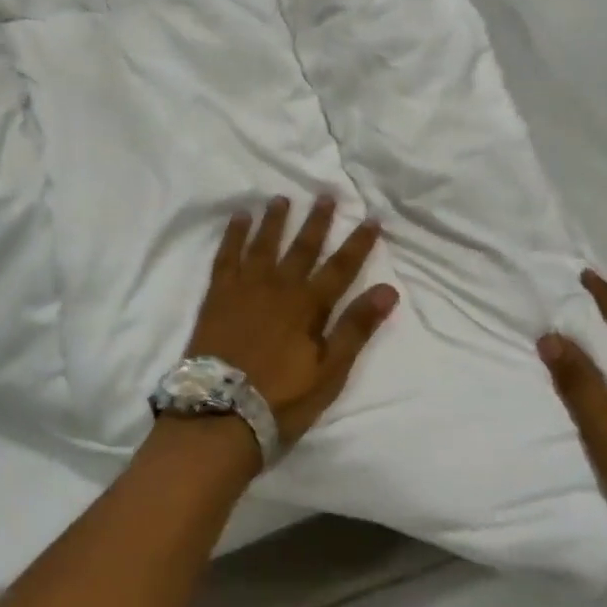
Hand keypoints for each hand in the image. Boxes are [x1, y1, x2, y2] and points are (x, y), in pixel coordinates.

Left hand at [186, 196, 398, 446]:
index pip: (340, 267)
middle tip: (325, 195)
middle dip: (317, 221)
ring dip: (275, 220)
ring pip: (264, 243)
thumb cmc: (282, 398)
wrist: (221, 412)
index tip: (371, 219)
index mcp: (308, 305)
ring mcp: (245, 287)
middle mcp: (279, 286)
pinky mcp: (218, 294)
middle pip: (302, 247)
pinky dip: (234, 234)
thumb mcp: (329, 371)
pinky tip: (239, 218)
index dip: (358, 243)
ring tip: (282, 198)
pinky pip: (227, 255)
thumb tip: (388, 290)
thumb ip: (356, 328)